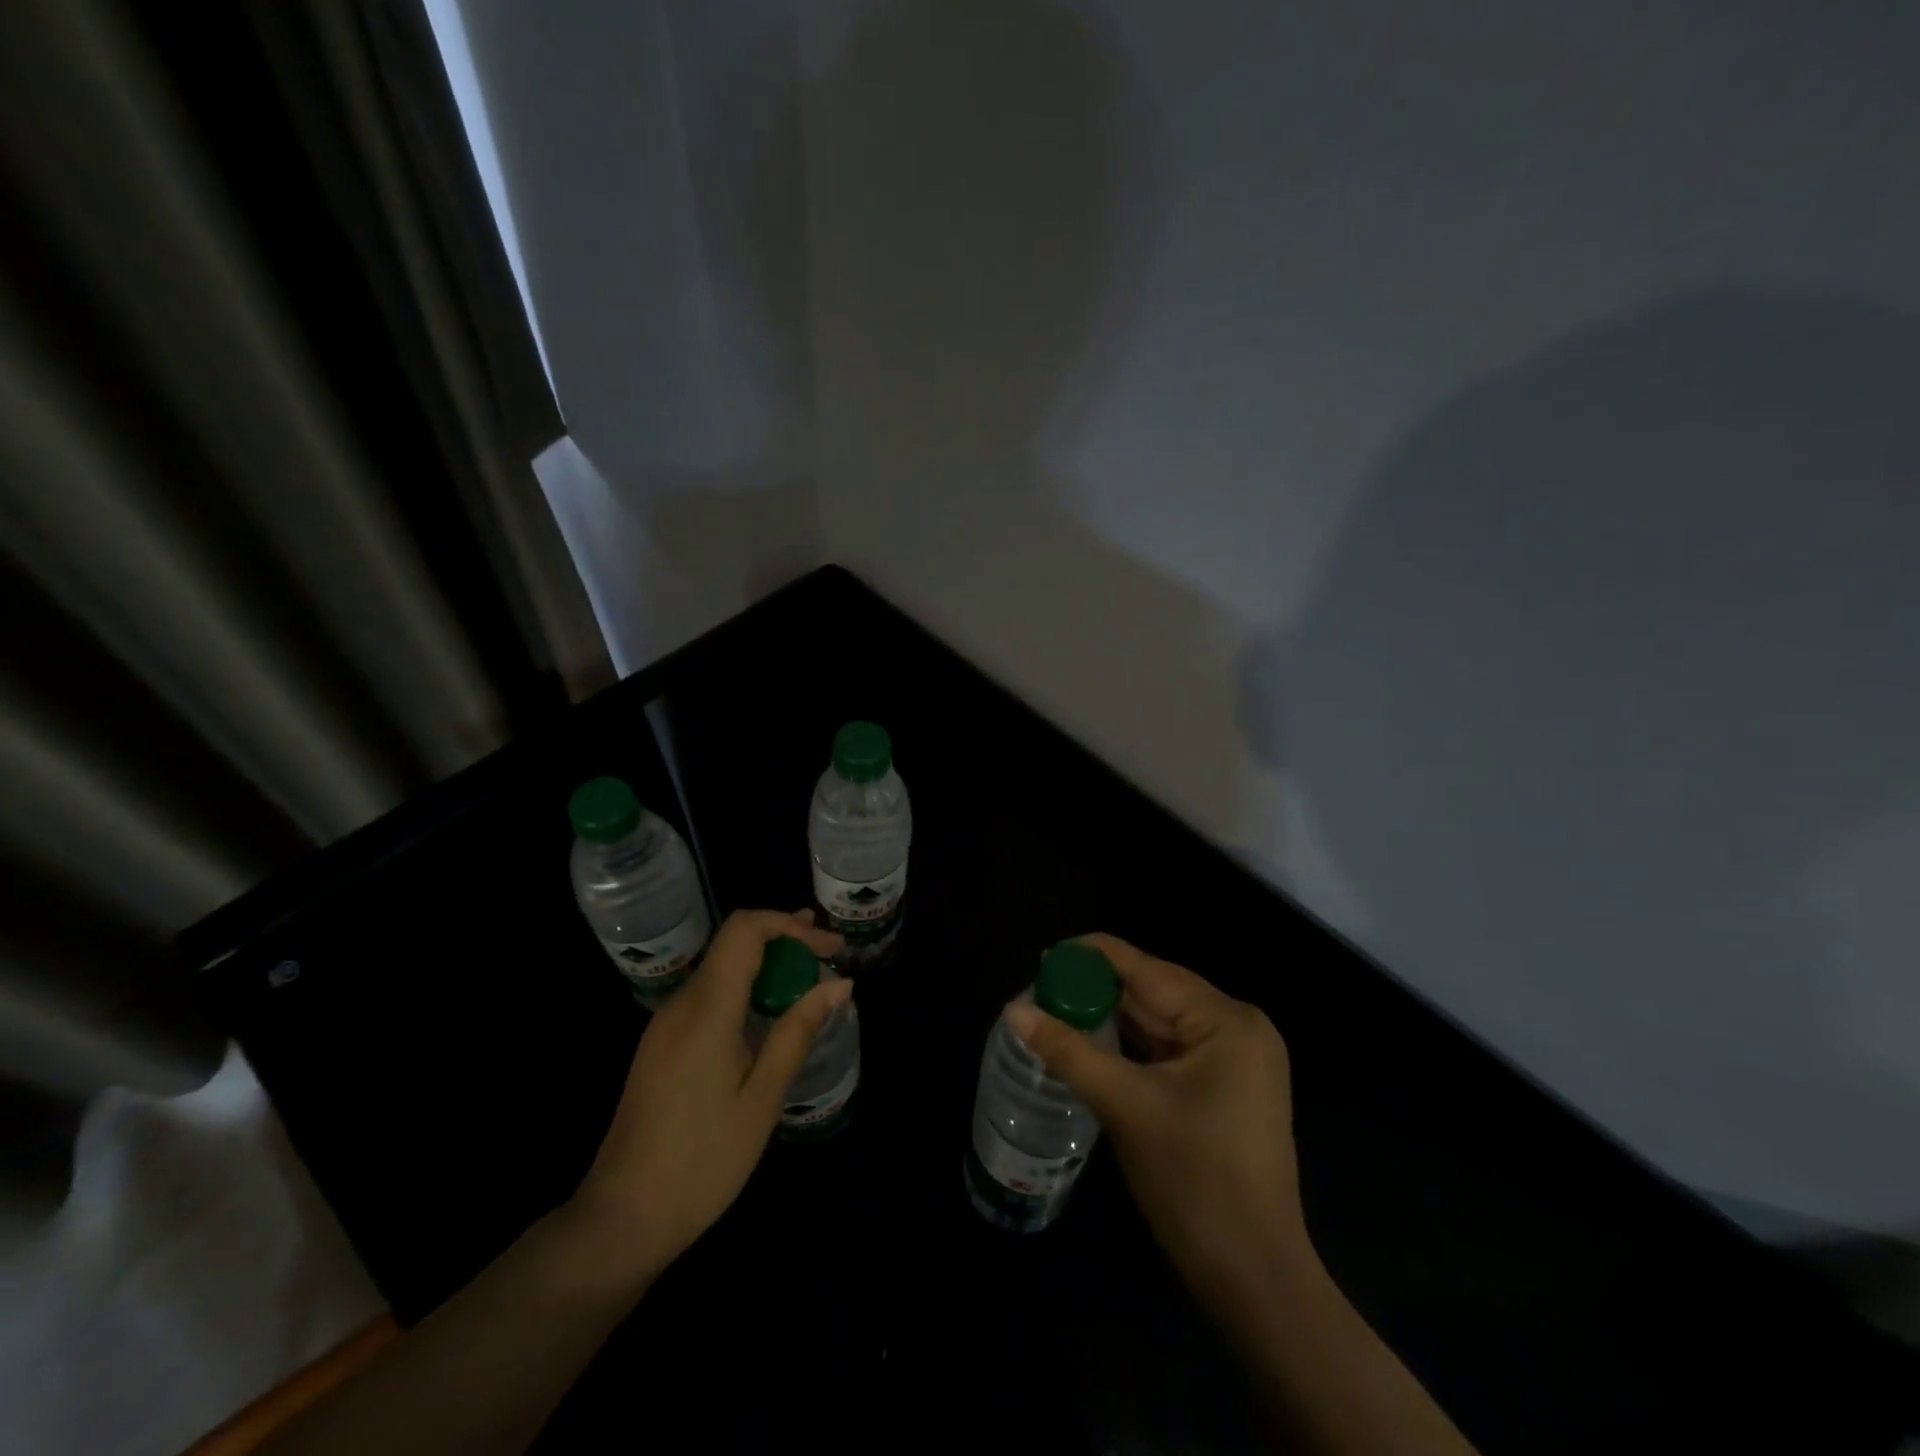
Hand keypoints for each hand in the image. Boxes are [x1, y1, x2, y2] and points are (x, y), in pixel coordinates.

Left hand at [569, 909, 849, 1284]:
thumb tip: (839, 983)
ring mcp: (666, 1024)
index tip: (830, 946)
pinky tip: (770, 1010)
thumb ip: (798, 1032)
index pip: (744, 930)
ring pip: (721, 966)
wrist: (622, 1218)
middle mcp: (681, 1004)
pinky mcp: (661, 1043)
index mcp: (706, 1010)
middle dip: (784, 937)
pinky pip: (709, 994)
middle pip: (733, 943)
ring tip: (809, 971)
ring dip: (767, 961)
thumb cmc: (702, 1162)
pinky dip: (746, 986)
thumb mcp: (762, 1099)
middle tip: (829, 951)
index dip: (790, 925)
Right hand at [1005, 933, 1306, 1318]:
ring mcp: (1234, 1061)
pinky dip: (1130, 1047)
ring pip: (1159, 1023)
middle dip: (1097, 991)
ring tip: (1054, 1009)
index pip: (1148, 968)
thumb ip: (1069, 1051)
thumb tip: (1014, 1010)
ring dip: (1110, 1019)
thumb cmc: (1195, 1182)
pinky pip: (1168, 1051)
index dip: (1093, 957)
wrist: (1254, 1279)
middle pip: (1154, 992)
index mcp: (1226, 1020)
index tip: (1044, 955)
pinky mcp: (1223, 1088)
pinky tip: (1090, 1042)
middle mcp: (1236, 1029)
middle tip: (1039, 988)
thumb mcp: (1126, 1106)